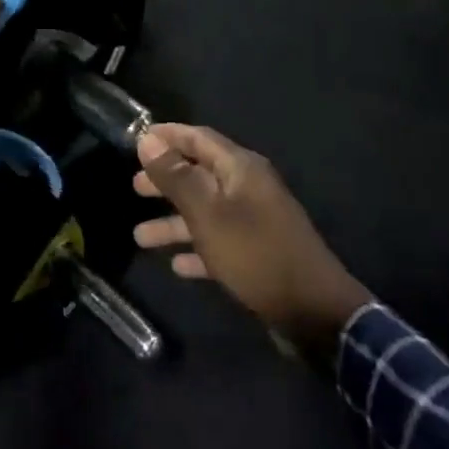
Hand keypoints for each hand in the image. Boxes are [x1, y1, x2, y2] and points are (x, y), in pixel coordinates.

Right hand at [134, 124, 372, 357]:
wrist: (314, 312)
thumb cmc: (256, 254)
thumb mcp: (208, 213)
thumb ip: (176, 177)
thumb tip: (147, 140)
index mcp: (241, 169)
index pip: (199, 138)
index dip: (168, 136)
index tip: (136, 138)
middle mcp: (248, 189)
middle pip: (200, 175)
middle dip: (166, 180)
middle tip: (134, 187)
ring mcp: (255, 222)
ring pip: (205, 212)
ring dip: (173, 222)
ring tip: (140, 237)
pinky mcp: (257, 254)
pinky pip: (219, 243)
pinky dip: (196, 250)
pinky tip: (176, 266)